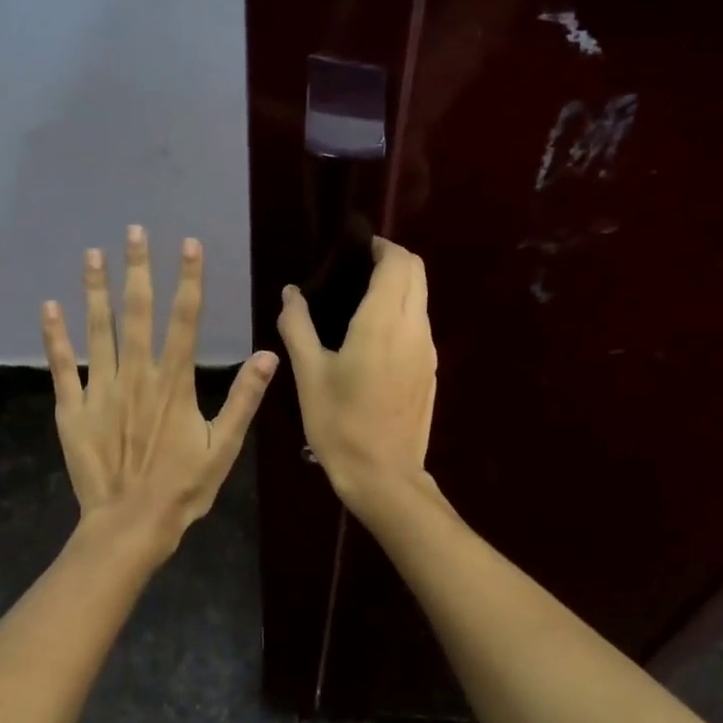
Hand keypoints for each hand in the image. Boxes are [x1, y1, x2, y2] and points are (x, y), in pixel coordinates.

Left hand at [42, 227, 278, 555]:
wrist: (130, 524)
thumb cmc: (183, 488)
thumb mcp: (224, 447)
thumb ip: (244, 399)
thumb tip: (268, 355)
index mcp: (175, 382)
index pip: (185, 319)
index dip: (188, 279)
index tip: (188, 244)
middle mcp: (137, 375)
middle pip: (139, 312)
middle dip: (138, 269)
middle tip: (134, 231)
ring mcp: (101, 389)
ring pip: (98, 329)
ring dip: (95, 290)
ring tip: (93, 254)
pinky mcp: (73, 408)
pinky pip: (63, 365)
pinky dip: (55, 336)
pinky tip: (49, 307)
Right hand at [277, 236, 436, 513]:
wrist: (384, 475)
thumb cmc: (340, 424)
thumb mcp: (309, 375)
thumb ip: (298, 327)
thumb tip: (291, 294)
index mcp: (382, 323)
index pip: (397, 262)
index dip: (380, 247)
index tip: (354, 249)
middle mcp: (413, 328)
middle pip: (417, 272)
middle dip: (392, 259)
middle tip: (356, 269)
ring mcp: (428, 349)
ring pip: (422, 297)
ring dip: (400, 285)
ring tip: (361, 299)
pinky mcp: (430, 369)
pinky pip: (421, 322)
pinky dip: (404, 310)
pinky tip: (374, 334)